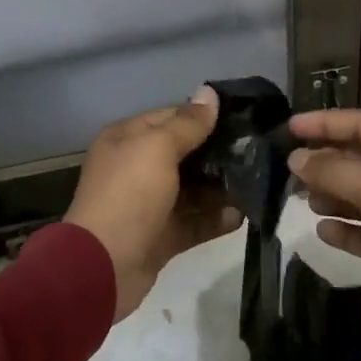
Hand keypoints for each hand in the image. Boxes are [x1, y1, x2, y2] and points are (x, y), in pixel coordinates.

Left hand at [64, 87, 243, 320]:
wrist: (102, 267)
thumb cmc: (129, 195)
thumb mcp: (157, 149)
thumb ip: (188, 124)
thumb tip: (210, 93)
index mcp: (127, 140)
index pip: (170, 117)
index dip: (204, 116)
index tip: (242, 117)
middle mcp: (135, 168)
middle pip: (183, 154)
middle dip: (217, 153)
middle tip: (257, 151)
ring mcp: (148, 205)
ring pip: (191, 190)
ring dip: (220, 187)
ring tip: (256, 182)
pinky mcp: (160, 236)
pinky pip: (193, 222)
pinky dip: (215, 219)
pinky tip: (242, 215)